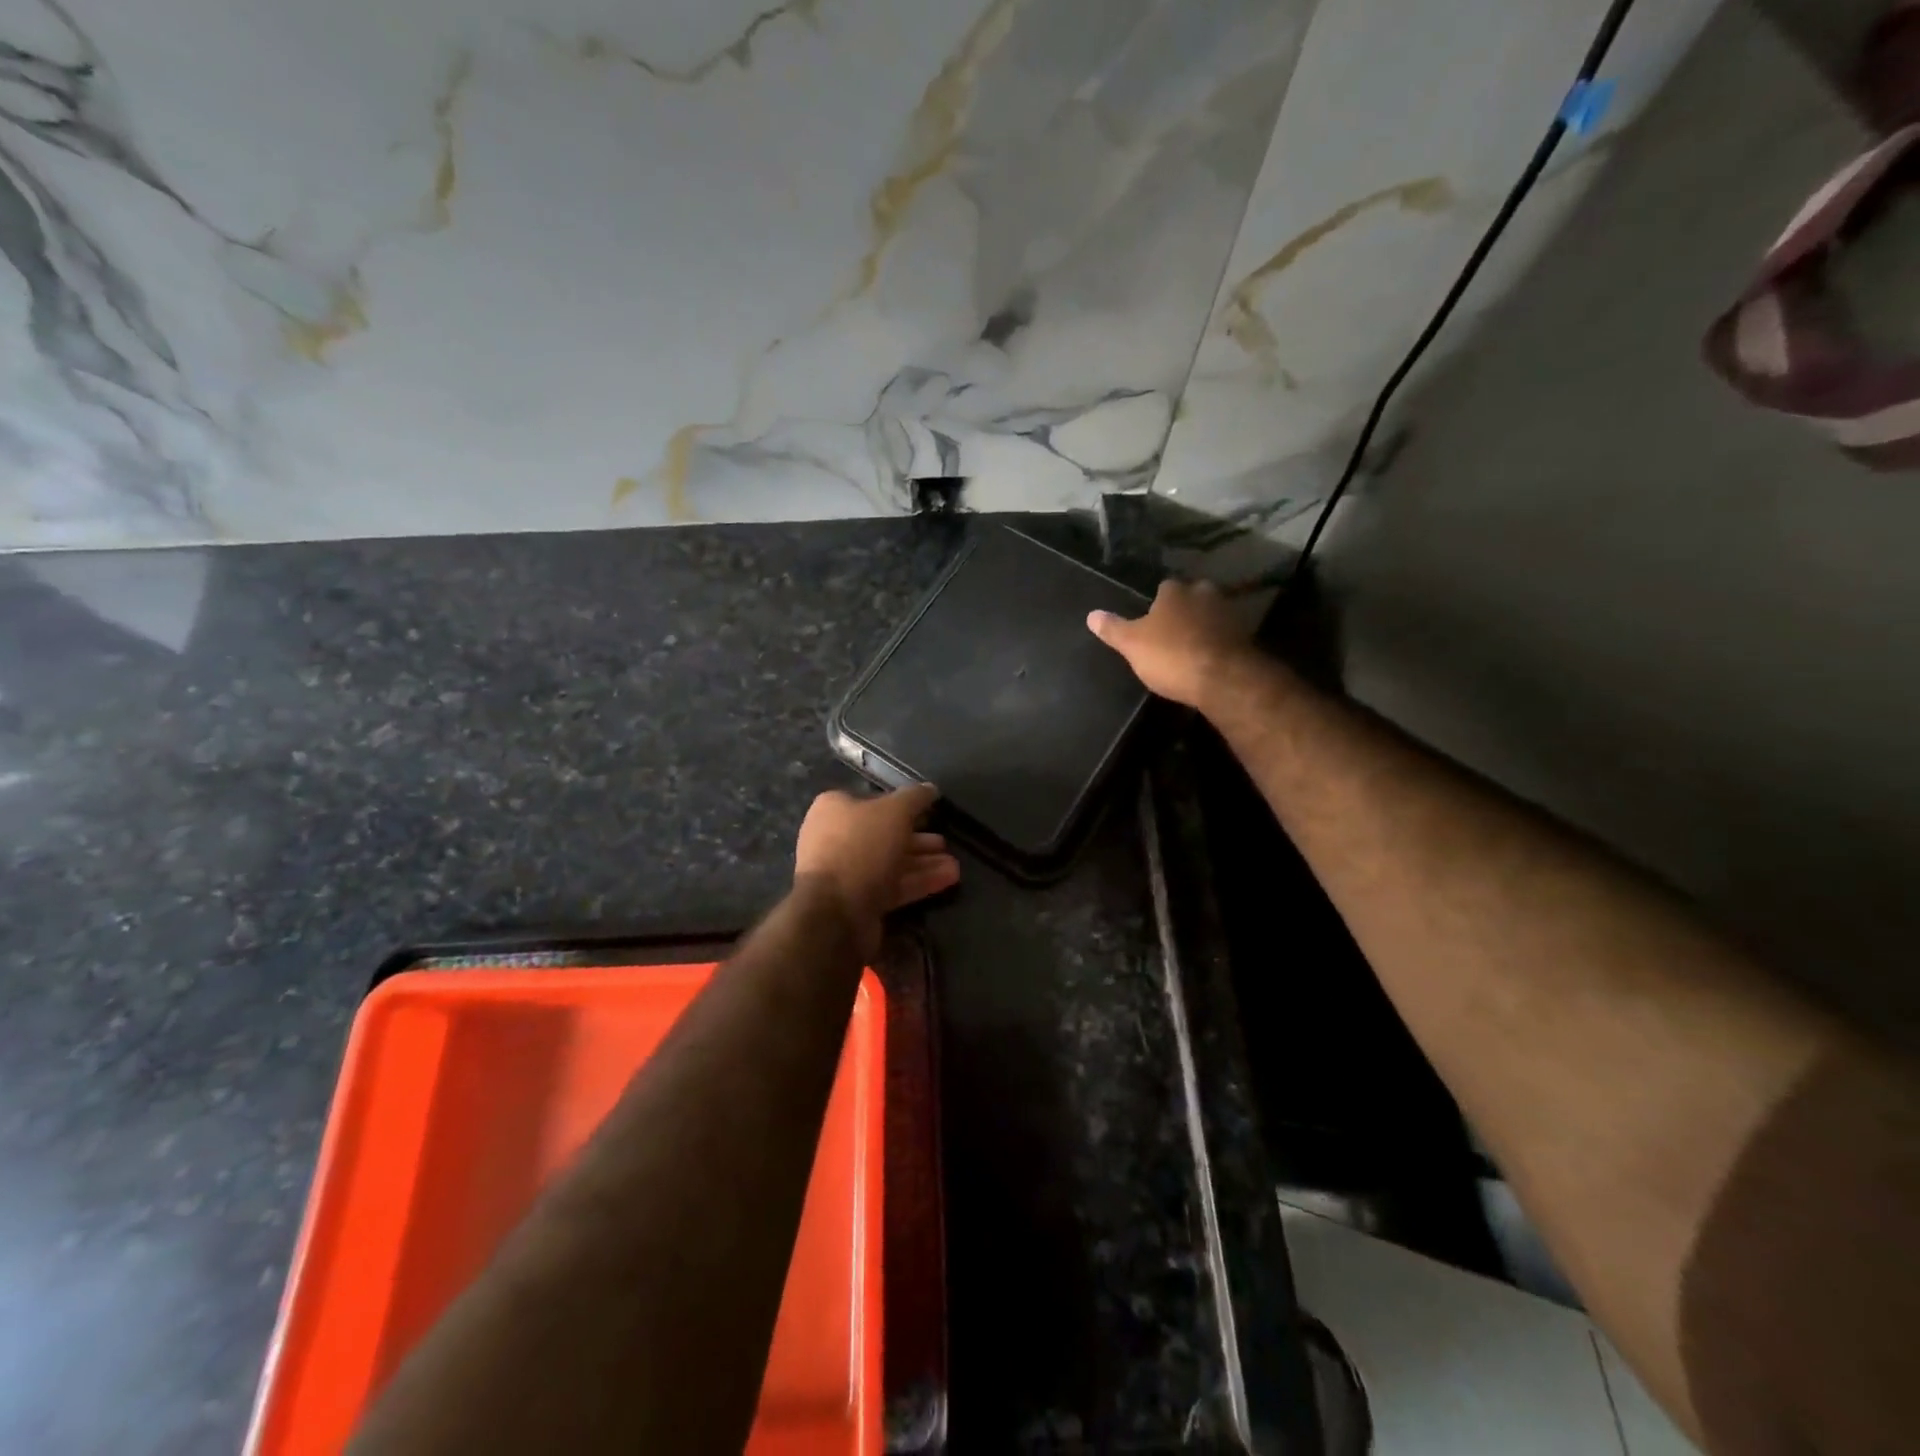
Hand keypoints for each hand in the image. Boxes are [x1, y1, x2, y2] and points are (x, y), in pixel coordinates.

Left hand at [794, 785, 960, 956]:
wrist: (835, 911)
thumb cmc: (861, 847)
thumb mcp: (894, 812)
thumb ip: (915, 798)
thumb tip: (930, 788)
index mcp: (835, 809)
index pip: (874, 801)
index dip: (904, 805)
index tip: (930, 811)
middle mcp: (836, 838)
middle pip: (885, 834)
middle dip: (919, 839)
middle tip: (945, 842)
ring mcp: (846, 872)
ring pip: (891, 862)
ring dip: (924, 862)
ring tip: (955, 866)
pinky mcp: (858, 900)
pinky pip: (892, 886)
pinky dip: (918, 881)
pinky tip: (948, 879)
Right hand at [1087, 579, 1254, 710]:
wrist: (1223, 679)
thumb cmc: (1170, 655)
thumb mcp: (1132, 645)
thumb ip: (1113, 629)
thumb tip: (1091, 615)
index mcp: (1175, 591)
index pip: (1164, 587)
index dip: (1157, 602)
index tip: (1151, 618)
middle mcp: (1205, 594)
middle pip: (1192, 597)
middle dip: (1184, 610)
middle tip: (1171, 631)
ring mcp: (1229, 614)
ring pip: (1211, 615)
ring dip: (1203, 626)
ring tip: (1189, 647)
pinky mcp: (1246, 637)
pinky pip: (1226, 636)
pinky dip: (1217, 643)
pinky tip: (1208, 659)